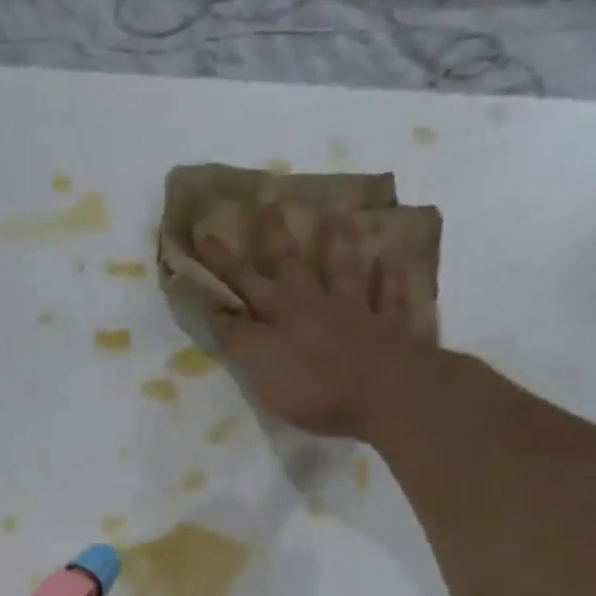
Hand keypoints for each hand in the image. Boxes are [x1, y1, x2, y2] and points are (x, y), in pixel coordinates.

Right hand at [198, 204, 431, 440]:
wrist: (385, 393)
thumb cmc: (314, 387)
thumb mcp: (261, 367)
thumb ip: (239, 338)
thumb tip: (217, 310)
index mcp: (280, 313)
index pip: (244, 282)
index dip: (222, 261)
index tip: (205, 231)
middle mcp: (315, 303)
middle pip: (291, 264)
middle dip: (274, 235)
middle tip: (268, 201)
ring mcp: (357, 311)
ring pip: (344, 269)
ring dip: (338, 242)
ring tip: (336, 213)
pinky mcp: (390, 328)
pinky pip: (389, 296)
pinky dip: (389, 277)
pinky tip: (390, 258)